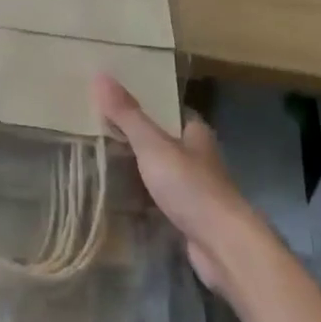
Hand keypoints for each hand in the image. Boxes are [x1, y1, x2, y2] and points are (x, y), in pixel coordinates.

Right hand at [93, 74, 259, 295]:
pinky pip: (160, 198)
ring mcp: (195, 187)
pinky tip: (118, 195)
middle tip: (98, 126)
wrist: (222, 246)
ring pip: (161, 169)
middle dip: (136, 134)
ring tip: (101, 157)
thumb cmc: (190, 186)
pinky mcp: (189, 216)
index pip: (168, 107)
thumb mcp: (153, 145)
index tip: (114, 97)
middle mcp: (198, 156)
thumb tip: (100, 75)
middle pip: (163, 138)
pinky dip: (142, 195)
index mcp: (195, 131)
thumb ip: (127, 114)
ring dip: (138, 166)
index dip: (145, 100)